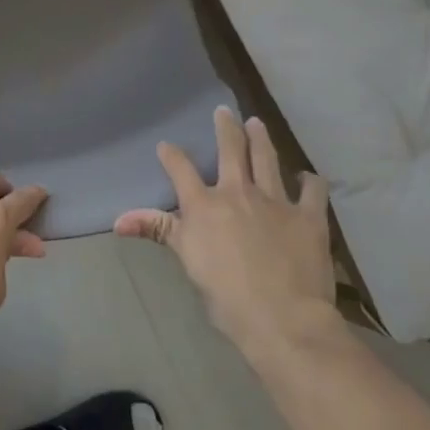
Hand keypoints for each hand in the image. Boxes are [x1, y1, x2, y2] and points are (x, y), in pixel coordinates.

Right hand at [116, 107, 341, 362]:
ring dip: (261, 139)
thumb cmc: (226, 295)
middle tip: (224, 111)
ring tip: (257, 124)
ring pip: (266, 158)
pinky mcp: (308, 216)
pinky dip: (309, 181)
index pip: (181, 169)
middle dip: (225, 127)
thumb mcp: (186, 260)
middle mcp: (238, 192)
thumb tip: (118, 220)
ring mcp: (275, 200)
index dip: (171, 155)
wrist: (282, 318)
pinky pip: (312, 190)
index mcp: (204, 204)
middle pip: (230, 149)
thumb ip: (157, 231)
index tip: (165, 145)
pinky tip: (307, 178)